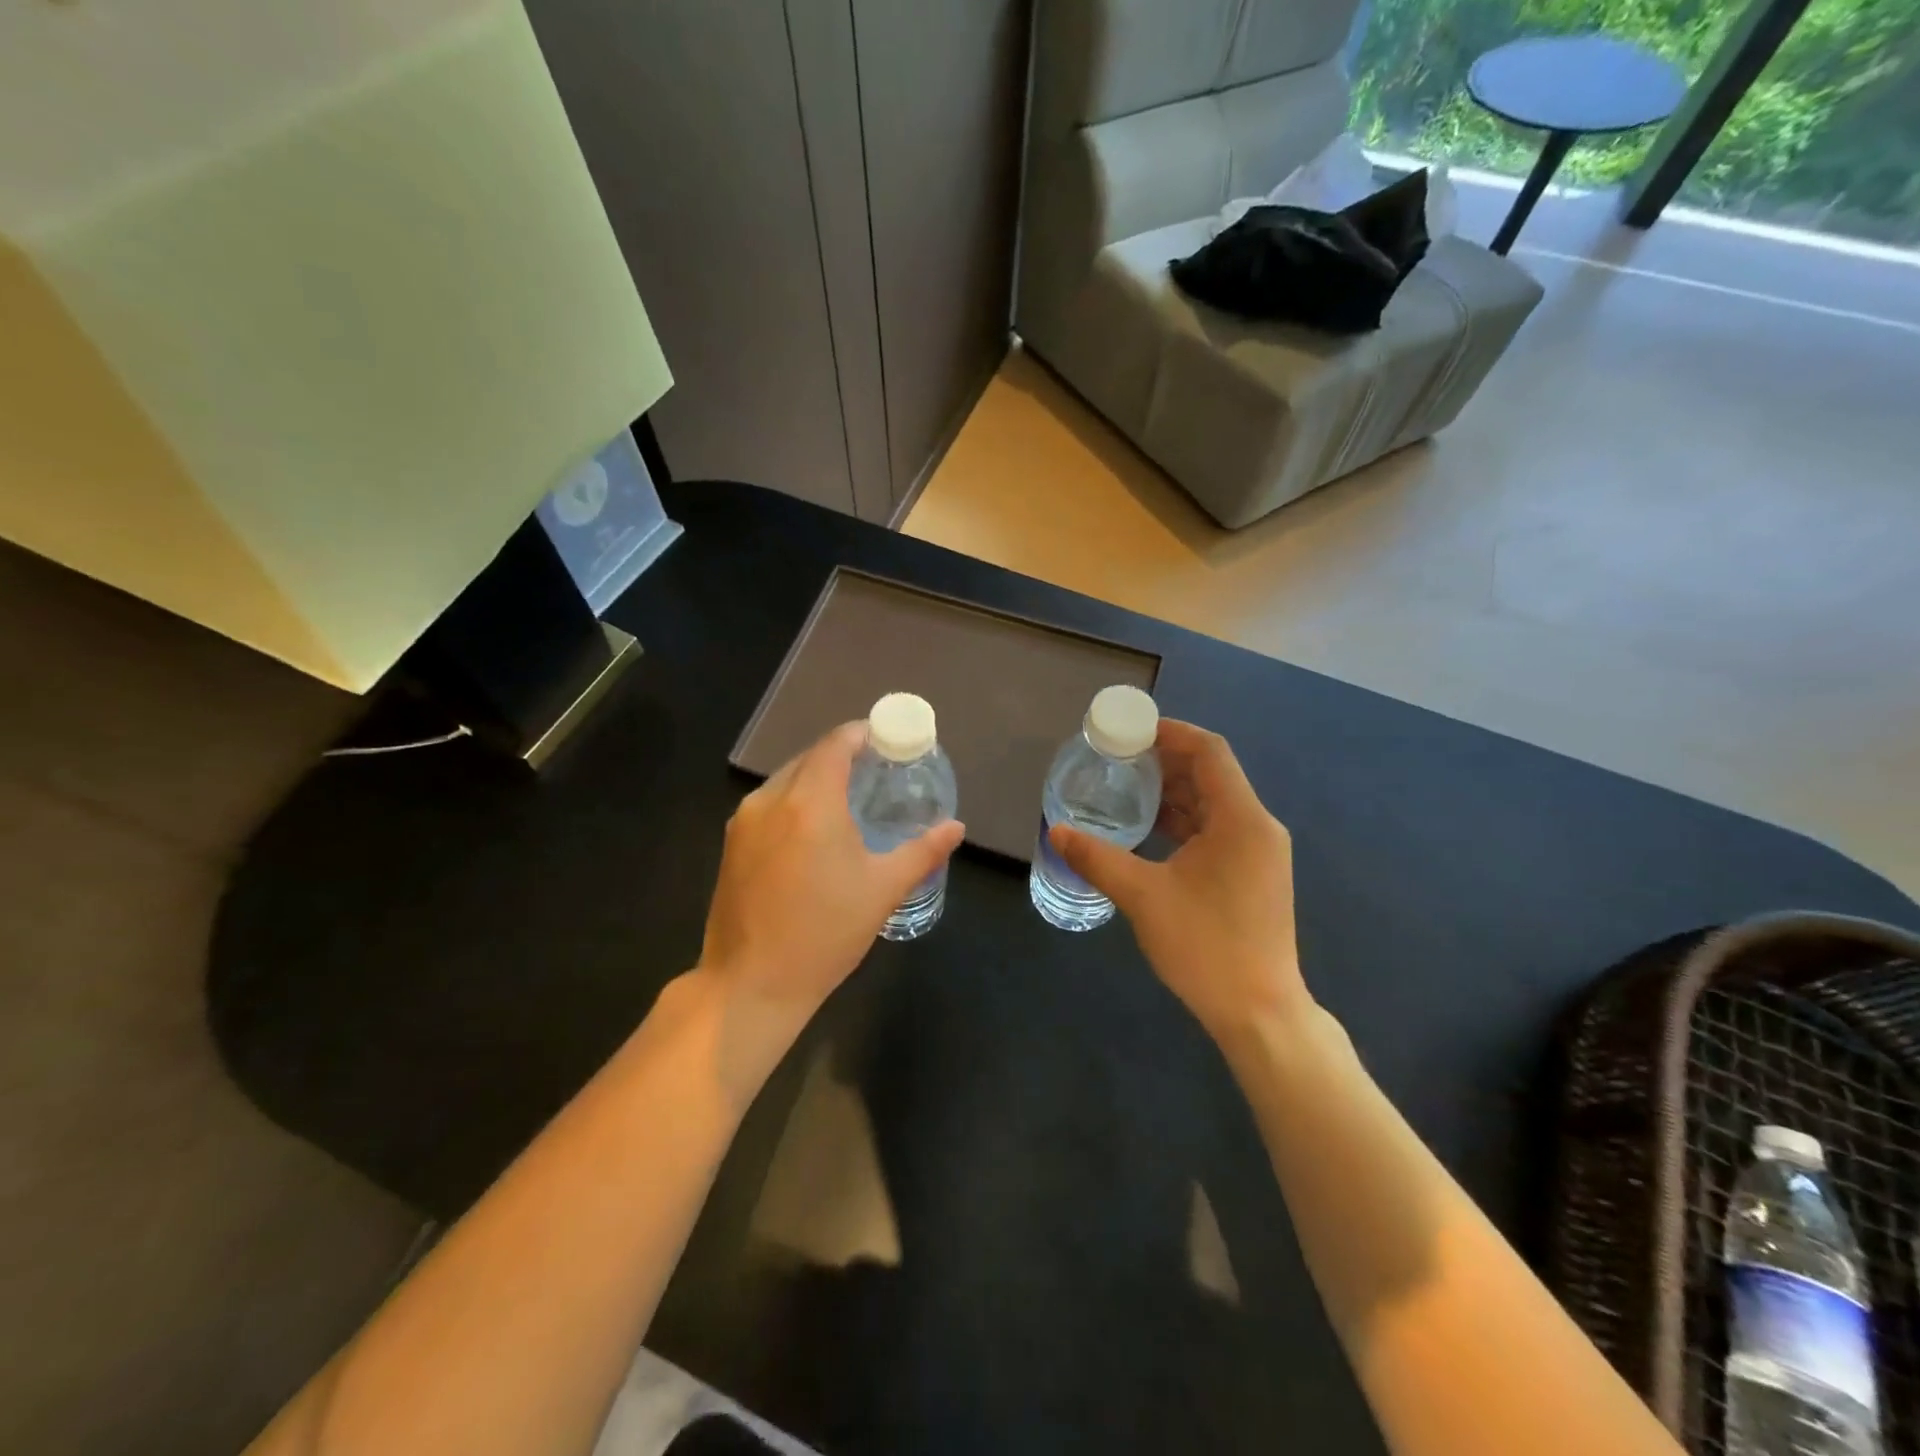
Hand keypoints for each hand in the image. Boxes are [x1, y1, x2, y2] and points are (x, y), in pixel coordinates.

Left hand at [698, 721, 964, 1023]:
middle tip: (875, 773)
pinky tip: (812, 831)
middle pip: (809, 758)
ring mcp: (744, 821)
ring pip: (785, 781)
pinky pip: (768, 805)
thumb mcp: (883, 890)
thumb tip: (956, 827)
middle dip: (841, 756)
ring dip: (816, 779)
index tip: (886, 740)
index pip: (835, 744)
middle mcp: (771, 799)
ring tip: (847, 800)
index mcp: (810, 802)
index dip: (862, 734)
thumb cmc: (824, 934)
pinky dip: (793, 802)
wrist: (750, 985)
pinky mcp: (730, 845)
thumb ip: (923, 851)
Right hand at [1050, 720, 1308, 1042]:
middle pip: (1211, 775)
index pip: (1209, 752)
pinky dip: (1183, 821)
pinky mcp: (1252, 875)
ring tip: (1125, 787)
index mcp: (1241, 820)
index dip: (1171, 733)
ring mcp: (1258, 853)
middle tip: (1117, 758)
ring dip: (1172, 792)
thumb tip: (1056, 832)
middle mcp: (1257, 827)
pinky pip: (1216, 830)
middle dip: (1165, 762)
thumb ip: (1098, 858)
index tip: (1130, 730)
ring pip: (1213, 804)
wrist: (1259, 1012)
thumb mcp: (1143, 897)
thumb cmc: (1206, 947)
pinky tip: (1148, 829)